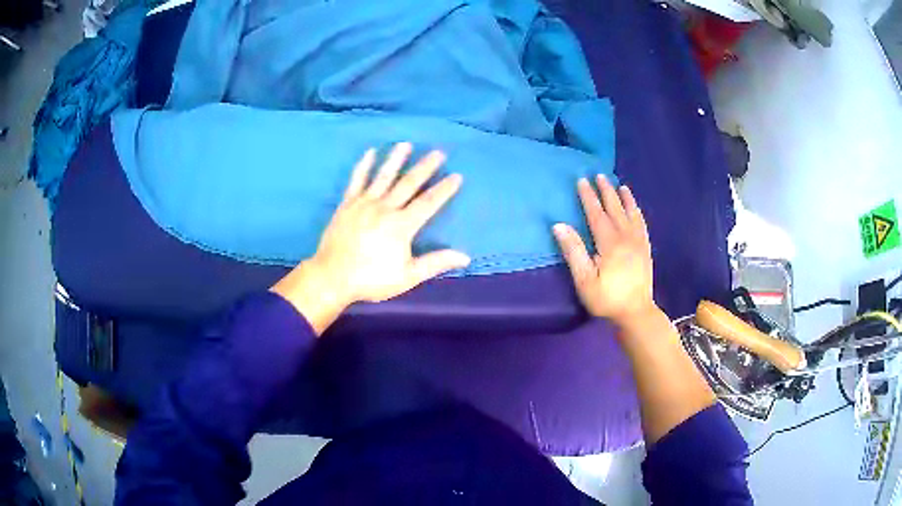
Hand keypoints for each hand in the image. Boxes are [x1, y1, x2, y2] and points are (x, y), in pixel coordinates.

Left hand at [272, 143, 469, 333]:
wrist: (332, 277)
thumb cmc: (371, 279)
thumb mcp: (407, 276)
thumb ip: (435, 263)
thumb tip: (465, 256)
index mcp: (401, 225)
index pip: (428, 203)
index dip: (444, 190)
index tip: (457, 176)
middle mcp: (385, 208)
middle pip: (409, 183)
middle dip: (425, 167)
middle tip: (438, 152)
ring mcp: (364, 203)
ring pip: (384, 176)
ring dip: (396, 159)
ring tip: (406, 144)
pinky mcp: (347, 204)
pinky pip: (357, 180)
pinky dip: (364, 165)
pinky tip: (370, 152)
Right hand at [552, 175, 654, 327]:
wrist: (636, 313)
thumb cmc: (607, 299)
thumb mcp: (584, 280)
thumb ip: (574, 251)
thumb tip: (559, 225)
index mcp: (609, 243)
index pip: (596, 214)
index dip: (588, 197)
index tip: (581, 180)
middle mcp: (626, 237)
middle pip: (615, 209)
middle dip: (606, 191)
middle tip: (599, 175)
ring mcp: (638, 243)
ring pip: (631, 213)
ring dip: (624, 198)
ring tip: (619, 185)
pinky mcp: (646, 249)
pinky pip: (642, 224)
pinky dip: (637, 212)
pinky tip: (635, 208)